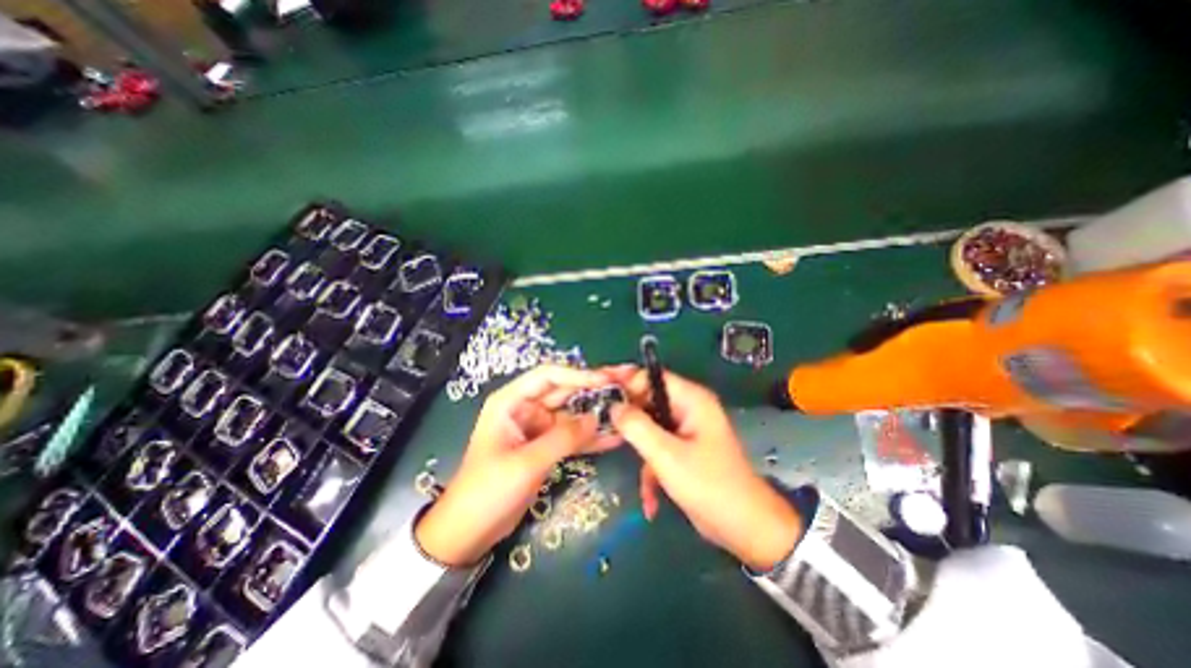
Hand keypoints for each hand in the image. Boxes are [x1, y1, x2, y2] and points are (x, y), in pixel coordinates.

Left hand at [416, 368, 613, 565]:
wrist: (468, 532)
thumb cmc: (487, 491)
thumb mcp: (526, 463)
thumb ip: (562, 438)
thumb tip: (596, 419)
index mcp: (512, 401)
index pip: (548, 376)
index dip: (578, 375)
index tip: (605, 381)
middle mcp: (526, 409)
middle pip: (565, 392)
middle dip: (594, 391)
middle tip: (625, 389)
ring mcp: (538, 428)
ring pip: (572, 415)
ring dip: (596, 414)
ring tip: (626, 411)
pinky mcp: (546, 447)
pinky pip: (571, 436)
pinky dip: (590, 437)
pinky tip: (614, 437)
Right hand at [608, 367, 803, 571]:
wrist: (746, 528)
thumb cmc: (709, 485)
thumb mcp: (667, 456)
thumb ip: (637, 426)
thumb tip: (613, 405)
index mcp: (691, 399)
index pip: (651, 376)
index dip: (624, 379)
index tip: (597, 385)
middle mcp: (688, 408)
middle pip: (648, 401)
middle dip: (628, 419)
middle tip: (603, 428)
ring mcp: (686, 430)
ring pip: (650, 427)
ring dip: (641, 451)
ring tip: (633, 472)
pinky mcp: (684, 449)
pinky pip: (658, 448)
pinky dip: (652, 469)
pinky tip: (650, 498)